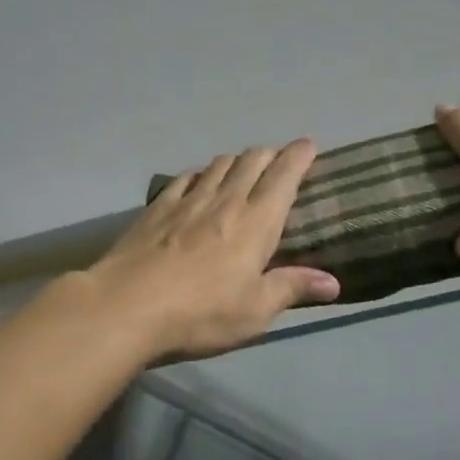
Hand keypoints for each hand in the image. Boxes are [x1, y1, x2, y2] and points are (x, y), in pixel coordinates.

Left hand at [88, 139, 340, 358]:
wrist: (126, 307)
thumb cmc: (201, 313)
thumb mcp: (255, 311)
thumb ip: (292, 288)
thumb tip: (333, 282)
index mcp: (256, 221)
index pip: (284, 175)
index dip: (299, 156)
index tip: (309, 146)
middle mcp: (224, 200)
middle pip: (251, 161)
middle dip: (270, 154)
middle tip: (279, 162)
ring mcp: (186, 201)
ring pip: (218, 165)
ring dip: (236, 161)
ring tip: (242, 170)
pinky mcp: (156, 209)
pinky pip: (185, 179)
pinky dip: (200, 174)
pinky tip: (198, 183)